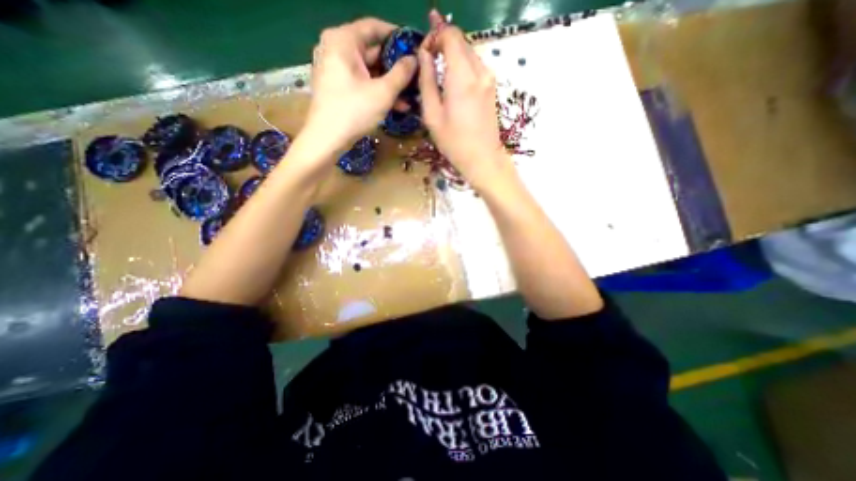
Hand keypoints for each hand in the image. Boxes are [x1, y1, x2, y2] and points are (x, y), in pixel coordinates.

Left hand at [304, 18, 418, 152]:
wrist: (327, 139)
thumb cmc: (354, 111)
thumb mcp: (383, 92)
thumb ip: (401, 73)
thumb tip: (414, 59)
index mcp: (343, 40)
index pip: (374, 27)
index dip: (397, 36)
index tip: (414, 47)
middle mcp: (335, 48)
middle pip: (371, 51)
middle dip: (395, 67)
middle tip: (414, 77)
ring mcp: (334, 68)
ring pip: (368, 70)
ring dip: (389, 83)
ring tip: (409, 96)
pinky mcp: (336, 85)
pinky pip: (360, 81)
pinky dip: (376, 90)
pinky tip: (394, 104)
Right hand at [419, 9, 510, 189]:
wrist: (482, 158)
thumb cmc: (453, 141)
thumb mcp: (432, 114)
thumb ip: (426, 81)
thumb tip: (423, 55)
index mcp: (462, 77)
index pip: (450, 35)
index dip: (435, 36)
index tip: (425, 51)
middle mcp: (479, 71)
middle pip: (461, 41)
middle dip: (443, 43)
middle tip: (429, 60)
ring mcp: (489, 79)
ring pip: (469, 52)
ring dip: (453, 55)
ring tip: (439, 73)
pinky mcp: (492, 87)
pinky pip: (476, 66)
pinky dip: (463, 66)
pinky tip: (454, 83)